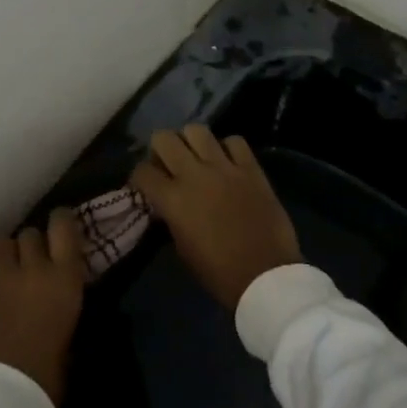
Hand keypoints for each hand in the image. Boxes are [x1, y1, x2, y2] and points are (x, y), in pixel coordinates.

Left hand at [0, 209, 86, 406]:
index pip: (63, 226)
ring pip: (0, 244)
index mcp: (64, 279)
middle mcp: (32, 270)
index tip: (62, 226)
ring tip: (8, 271)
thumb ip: (61, 309)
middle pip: (30, 234)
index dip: (62, 221)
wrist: (0, 397)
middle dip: (32, 244)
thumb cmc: (47, 377)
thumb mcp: (69, 339)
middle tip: (34, 261)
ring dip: (6, 254)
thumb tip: (56, 304)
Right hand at [130, 126, 300, 309]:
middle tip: (169, 164)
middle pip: (164, 138)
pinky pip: (235, 141)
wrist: (265, 276)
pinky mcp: (251, 168)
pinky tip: (228, 161)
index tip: (147, 184)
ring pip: (197, 131)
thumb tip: (167, 202)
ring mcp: (224, 167)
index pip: (142, 171)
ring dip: (191, 141)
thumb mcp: (182, 247)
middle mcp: (194, 175)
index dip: (141, 176)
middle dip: (160, 149)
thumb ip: (171, 216)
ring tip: (197, 156)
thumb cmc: (218, 272)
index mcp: (172, 199)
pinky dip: (228, 148)